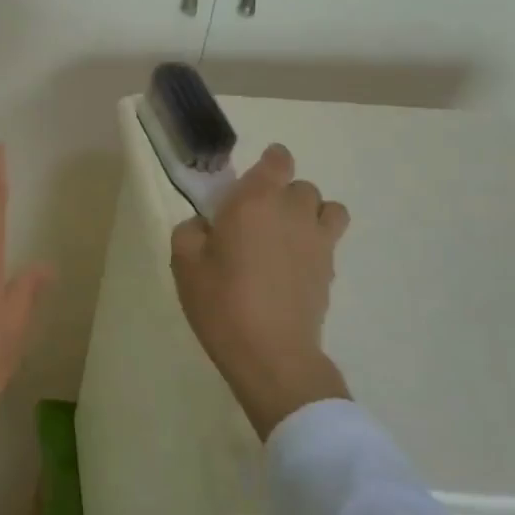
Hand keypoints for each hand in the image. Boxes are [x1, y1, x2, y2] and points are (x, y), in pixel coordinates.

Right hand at [170, 142, 352, 439]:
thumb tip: (206, 225)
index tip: (253, 178)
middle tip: (256, 218)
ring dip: (309, 213)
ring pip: (328, 208)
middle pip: (300, 186)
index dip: (269, 162)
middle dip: (281, 194)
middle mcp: (292, 212)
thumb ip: (191, 231)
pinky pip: (330, 239)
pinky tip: (292, 265)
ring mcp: (318, 242)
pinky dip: (315, 242)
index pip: (277, 161)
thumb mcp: (184, 262)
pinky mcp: (330, 270)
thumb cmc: (220, 302)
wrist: (270, 353)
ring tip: (286, 236)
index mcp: (254, 202)